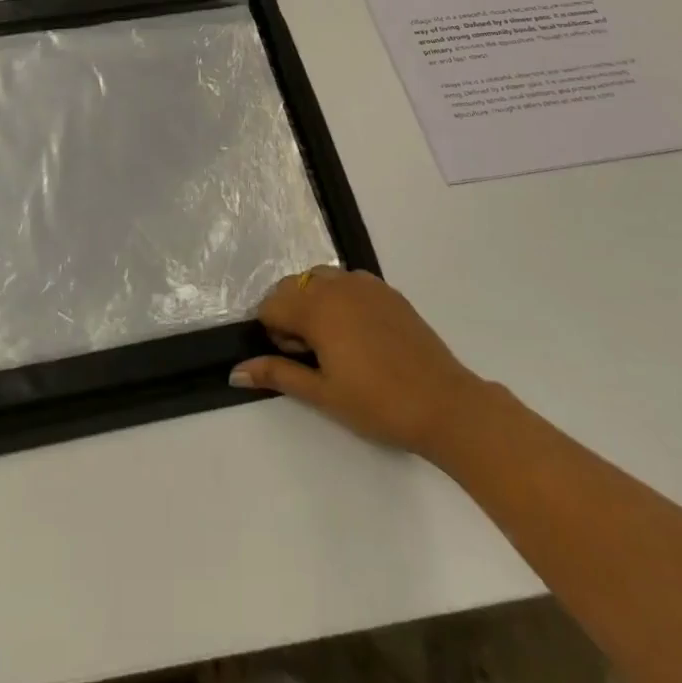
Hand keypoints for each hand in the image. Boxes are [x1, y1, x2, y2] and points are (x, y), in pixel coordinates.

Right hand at [231, 267, 483, 460]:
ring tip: (334, 344)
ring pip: (320, 279)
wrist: (445, 403)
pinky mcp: (387, 290)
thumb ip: (277, 374)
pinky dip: (340, 299)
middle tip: (313, 356)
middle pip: (292, 287)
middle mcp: (337, 284)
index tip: (296, 360)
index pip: (271, 305)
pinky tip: (359, 335)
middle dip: (290, 315)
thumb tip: (236, 371)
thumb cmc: (378, 403)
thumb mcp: (322, 394)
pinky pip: (348, 282)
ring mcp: (365, 284)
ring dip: (314, 303)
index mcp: (317, 307)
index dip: (275, 334)